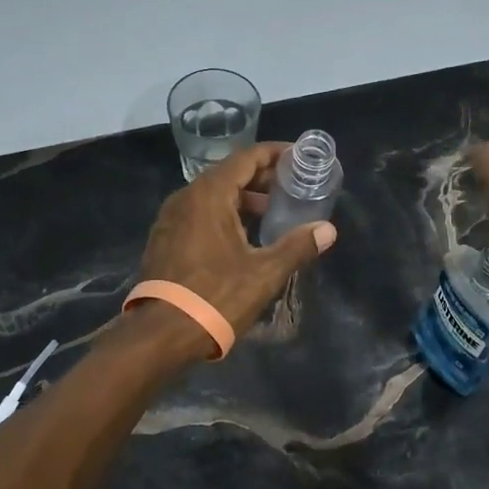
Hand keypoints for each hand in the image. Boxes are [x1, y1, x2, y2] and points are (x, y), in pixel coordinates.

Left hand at [139, 142, 338, 335]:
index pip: (245, 158)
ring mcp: (170, 219)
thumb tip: (328, 230)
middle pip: (228, 174)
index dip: (274, 154)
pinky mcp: (164, 240)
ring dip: (242, 199)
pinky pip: (198, 214)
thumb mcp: (264, 273)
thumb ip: (297, 247)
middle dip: (261, 178)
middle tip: (291, 187)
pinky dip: (223, 215)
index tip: (298, 157)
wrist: (160, 334)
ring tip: (271, 213)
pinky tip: (242, 237)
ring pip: (212, 196)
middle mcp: (185, 198)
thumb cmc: (215, 297)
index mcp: (208, 195)